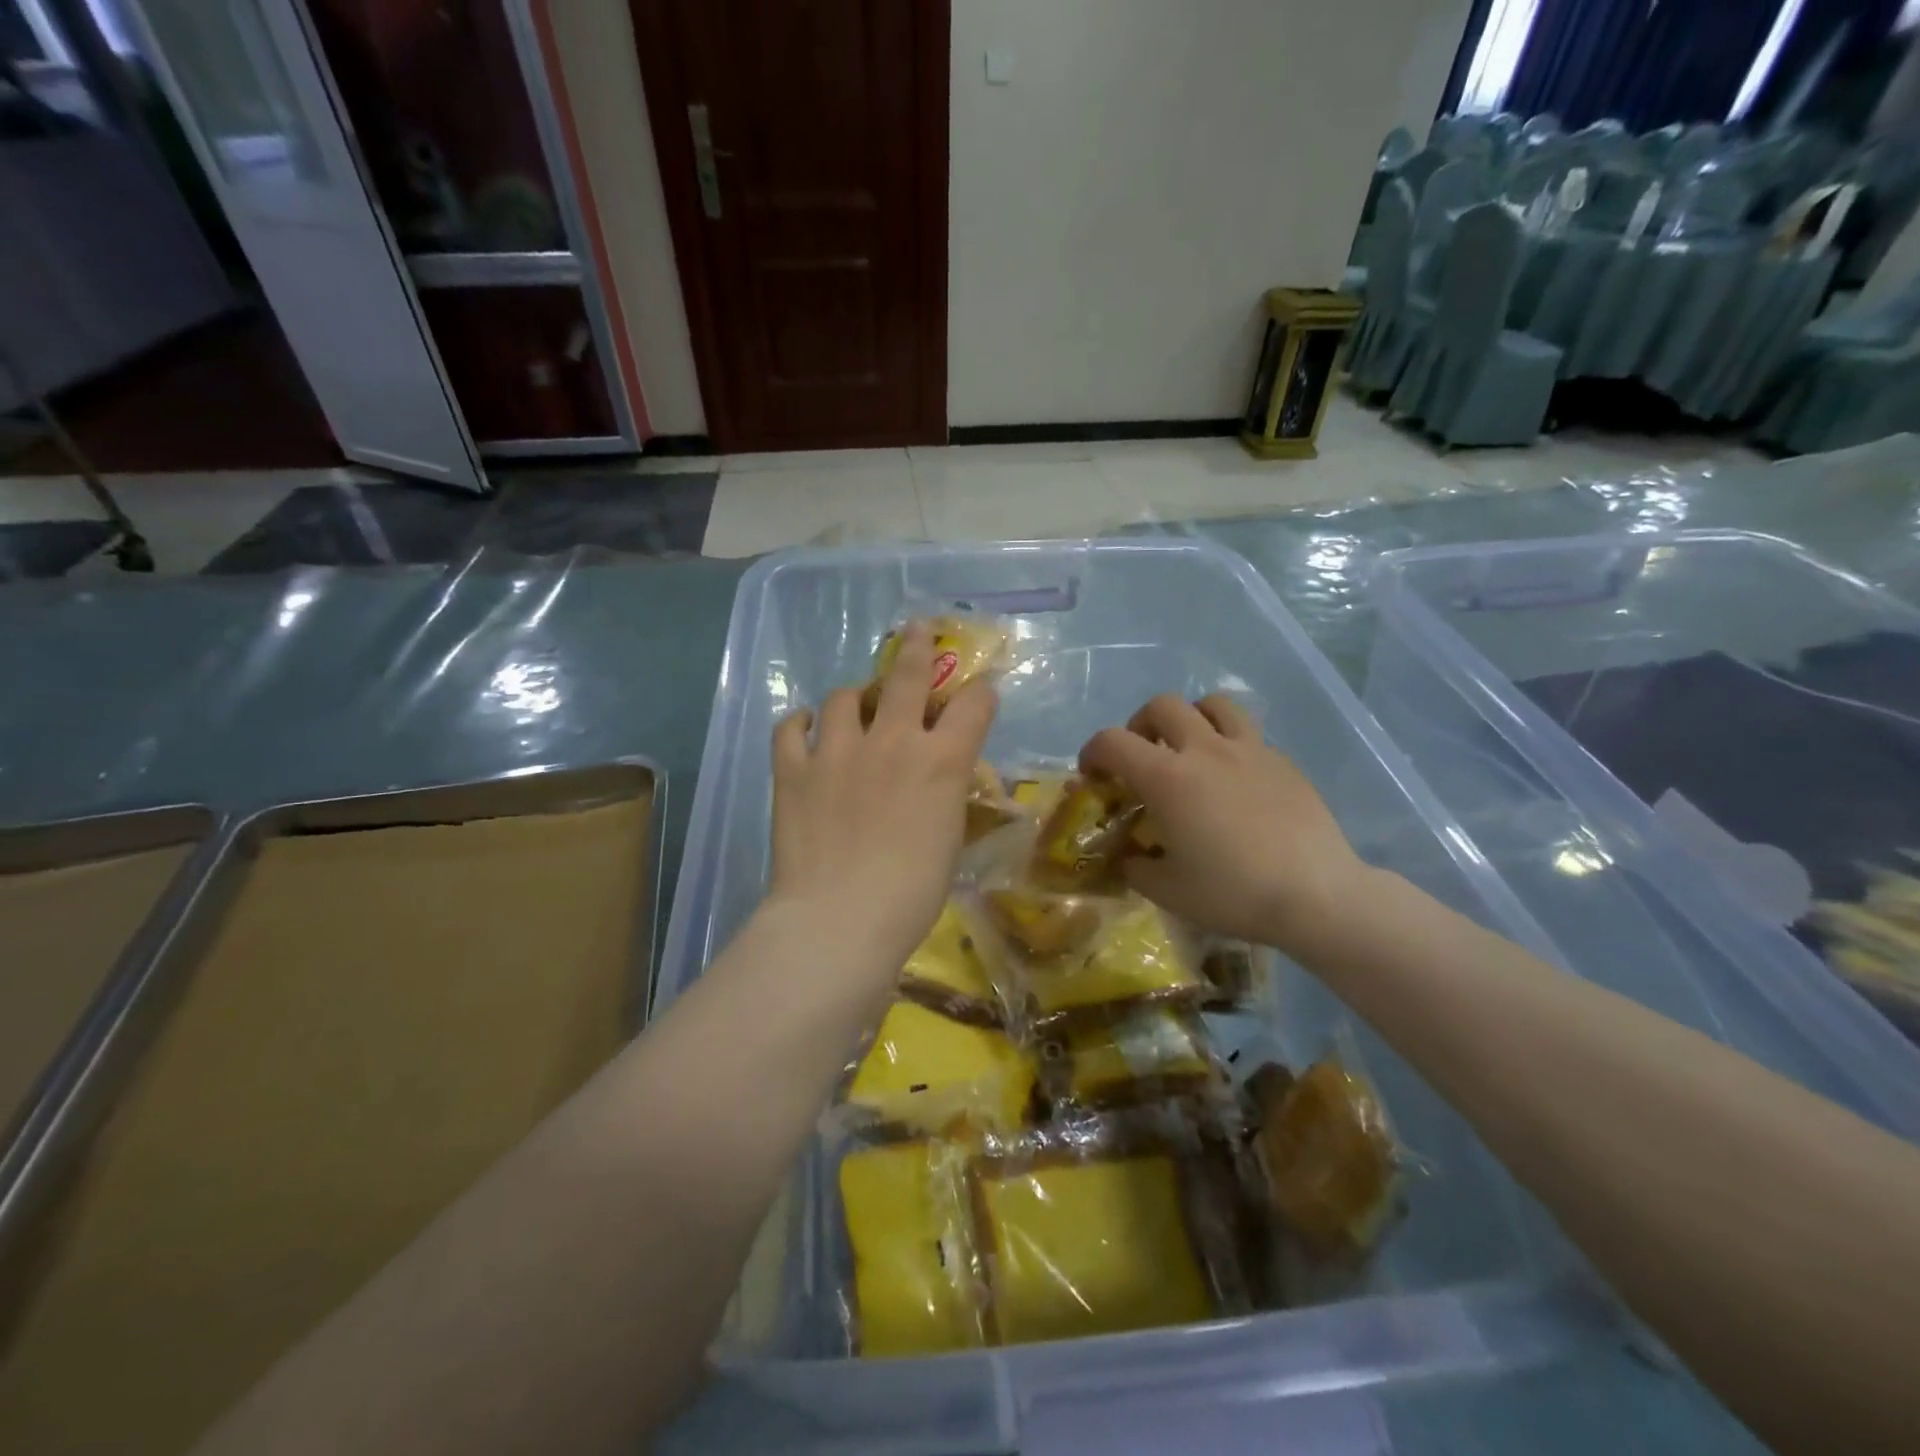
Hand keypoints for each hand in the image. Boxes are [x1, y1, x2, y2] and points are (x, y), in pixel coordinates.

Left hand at [768, 623, 997, 986]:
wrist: (840, 919)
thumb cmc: (911, 895)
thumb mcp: (949, 841)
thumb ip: (946, 796)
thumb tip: (939, 781)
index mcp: (942, 761)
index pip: (974, 704)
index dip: (981, 694)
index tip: (979, 695)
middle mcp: (893, 741)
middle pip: (909, 675)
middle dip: (919, 646)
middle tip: (919, 629)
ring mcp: (838, 750)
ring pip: (845, 696)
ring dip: (854, 698)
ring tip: (854, 707)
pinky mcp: (793, 769)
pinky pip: (790, 728)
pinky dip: (800, 724)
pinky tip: (806, 728)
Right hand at [1079, 694, 1367, 956]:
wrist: (1316, 895)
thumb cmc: (1233, 894)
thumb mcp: (1167, 890)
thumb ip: (1136, 866)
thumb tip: (1129, 855)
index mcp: (1168, 778)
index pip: (1112, 741)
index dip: (1093, 752)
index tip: (1093, 774)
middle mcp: (1205, 750)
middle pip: (1162, 705)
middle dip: (1140, 725)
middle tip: (1143, 757)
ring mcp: (1249, 750)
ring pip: (1213, 704)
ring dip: (1191, 718)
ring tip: (1190, 749)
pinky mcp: (1283, 761)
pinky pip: (1248, 735)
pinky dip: (1229, 746)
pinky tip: (1235, 784)